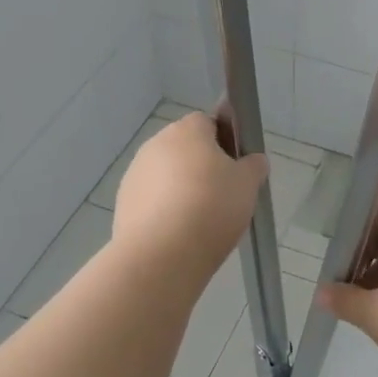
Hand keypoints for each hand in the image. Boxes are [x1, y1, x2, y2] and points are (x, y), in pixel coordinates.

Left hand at [113, 112, 267, 287]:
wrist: (161, 254)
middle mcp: (155, 144)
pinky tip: (177, 234)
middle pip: (183, 149)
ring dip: (179, 189)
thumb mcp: (247, 185)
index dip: (223, 142)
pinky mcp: (123, 202)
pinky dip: (163, 211)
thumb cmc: (211, 208)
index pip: (207, 122)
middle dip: (200, 167)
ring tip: (199, 221)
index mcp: (187, 130)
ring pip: (165, 175)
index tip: (234, 169)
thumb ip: (253, 167)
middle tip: (221, 196)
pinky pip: (150, 200)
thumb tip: (253, 160)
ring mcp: (134, 173)